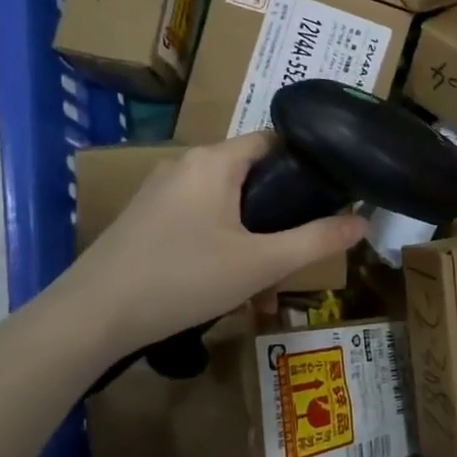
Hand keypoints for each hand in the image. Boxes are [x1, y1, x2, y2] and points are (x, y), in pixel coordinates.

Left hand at [60, 133, 366, 354]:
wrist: (92, 317)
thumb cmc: (183, 279)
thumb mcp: (260, 263)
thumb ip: (316, 240)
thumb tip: (364, 221)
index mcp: (214, 161)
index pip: (274, 139)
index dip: (308, 161)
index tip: (334, 190)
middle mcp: (185, 163)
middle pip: (250, 168)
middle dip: (281, 199)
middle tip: (306, 234)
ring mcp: (159, 189)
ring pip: (224, 194)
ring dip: (252, 220)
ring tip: (272, 258)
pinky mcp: (144, 216)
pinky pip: (198, 211)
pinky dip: (222, 230)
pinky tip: (227, 269)